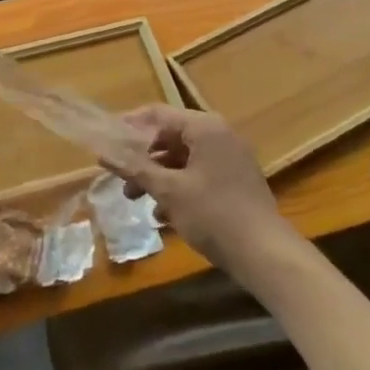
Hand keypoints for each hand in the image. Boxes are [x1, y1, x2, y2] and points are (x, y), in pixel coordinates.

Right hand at [103, 106, 290, 267]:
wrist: (266, 255)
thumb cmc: (214, 214)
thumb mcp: (168, 191)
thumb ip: (135, 168)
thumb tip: (102, 152)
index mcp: (204, 127)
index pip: (157, 114)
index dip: (128, 126)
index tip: (106, 143)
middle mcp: (219, 134)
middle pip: (169, 137)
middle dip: (142, 158)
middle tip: (120, 179)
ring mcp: (230, 157)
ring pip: (182, 158)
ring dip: (157, 176)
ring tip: (137, 201)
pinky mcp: (235, 180)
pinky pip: (198, 173)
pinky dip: (178, 187)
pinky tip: (163, 215)